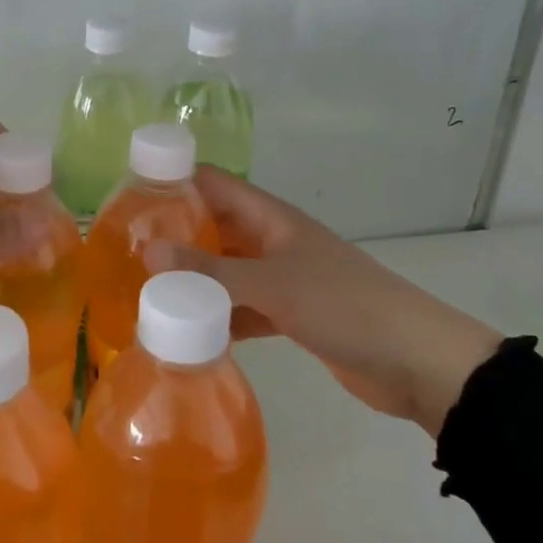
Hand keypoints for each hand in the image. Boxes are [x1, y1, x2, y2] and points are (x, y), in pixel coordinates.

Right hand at [145, 168, 501, 434]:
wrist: (416, 362)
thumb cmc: (344, 306)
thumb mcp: (272, 285)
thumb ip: (210, 271)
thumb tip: (147, 251)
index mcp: (272, 218)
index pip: (215, 183)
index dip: (176, 180)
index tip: (130, 193)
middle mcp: (273, 241)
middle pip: (216, 227)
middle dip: (176, 234)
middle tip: (126, 249)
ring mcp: (282, 279)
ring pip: (226, 270)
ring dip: (194, 279)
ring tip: (145, 290)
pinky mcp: (290, 315)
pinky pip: (242, 307)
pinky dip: (218, 316)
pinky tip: (187, 331)